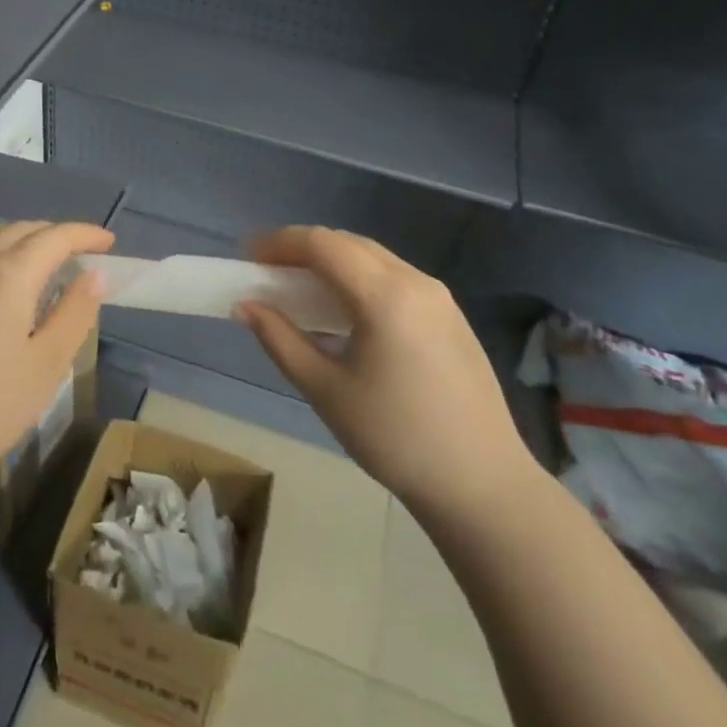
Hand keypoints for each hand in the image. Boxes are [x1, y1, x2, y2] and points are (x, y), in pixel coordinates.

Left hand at [0, 220, 113, 486]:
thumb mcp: (47, 364)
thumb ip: (74, 314)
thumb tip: (95, 275)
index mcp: (10, 275)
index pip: (55, 238)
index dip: (85, 235)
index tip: (109, 242)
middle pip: (19, 231)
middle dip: (54, 234)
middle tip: (79, 251)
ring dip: (17, 236)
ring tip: (35, 254)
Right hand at [236, 226, 537, 522]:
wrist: (482, 483)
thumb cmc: (395, 438)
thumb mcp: (325, 390)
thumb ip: (280, 339)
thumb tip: (245, 305)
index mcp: (384, 296)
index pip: (322, 244)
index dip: (280, 243)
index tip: (249, 257)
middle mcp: (415, 282)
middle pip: (348, 243)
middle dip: (303, 248)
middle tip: (268, 270)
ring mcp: (439, 297)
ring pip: (374, 257)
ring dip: (332, 261)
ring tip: (299, 287)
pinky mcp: (451, 315)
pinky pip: (395, 277)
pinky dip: (359, 277)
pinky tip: (344, 309)